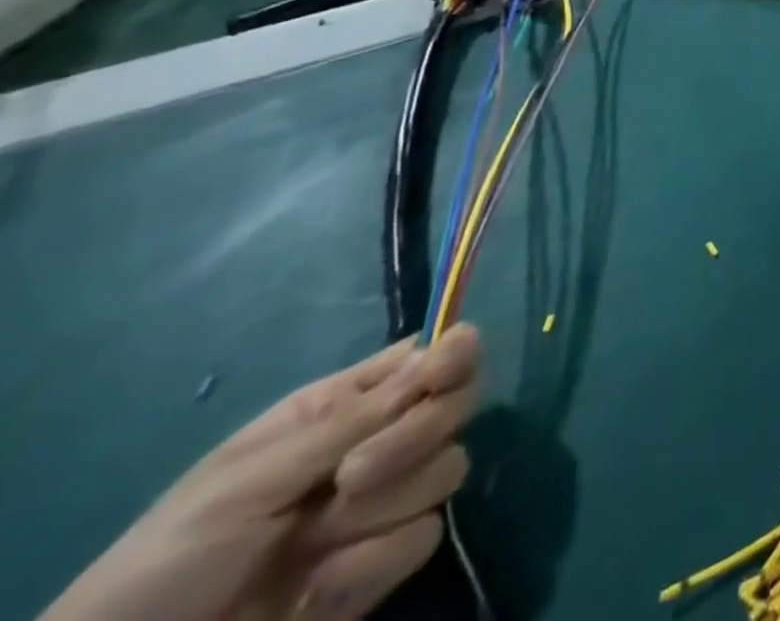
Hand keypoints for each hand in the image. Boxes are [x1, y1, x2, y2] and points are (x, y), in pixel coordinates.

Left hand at [42, 326, 481, 620]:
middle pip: (457, 405)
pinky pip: (424, 537)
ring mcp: (385, 504)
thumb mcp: (256, 476)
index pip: (432, 354)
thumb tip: (454, 342)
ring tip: (312, 546)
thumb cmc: (172, 555)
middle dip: (413, 437)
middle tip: (351, 476)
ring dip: (382, 508)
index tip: (444, 372)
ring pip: (446, 470)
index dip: (454, 354)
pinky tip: (318, 586)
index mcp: (345, 404)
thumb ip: (359, 414)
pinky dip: (371, 564)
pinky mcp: (384, 563)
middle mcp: (379, 440)